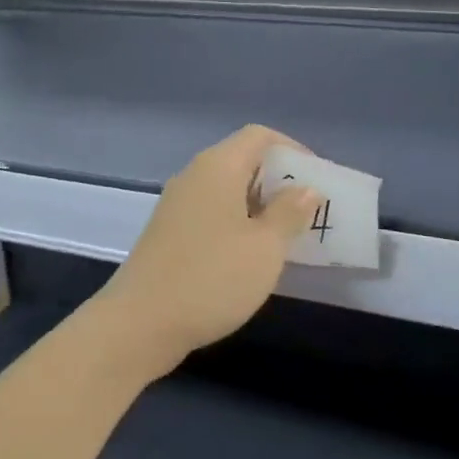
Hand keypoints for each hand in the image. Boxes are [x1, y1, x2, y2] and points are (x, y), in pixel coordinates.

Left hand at [96, 125, 321, 376]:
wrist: (140, 322)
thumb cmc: (212, 278)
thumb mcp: (265, 247)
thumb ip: (290, 213)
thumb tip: (306, 188)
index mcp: (217, 166)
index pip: (259, 136)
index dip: (293, 150)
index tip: (318, 180)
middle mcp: (194, 175)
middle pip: (243, 160)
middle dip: (279, 181)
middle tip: (310, 212)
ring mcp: (177, 204)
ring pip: (227, 189)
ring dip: (260, 205)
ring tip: (288, 236)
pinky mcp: (169, 231)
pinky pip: (212, 212)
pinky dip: (238, 223)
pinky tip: (252, 255)